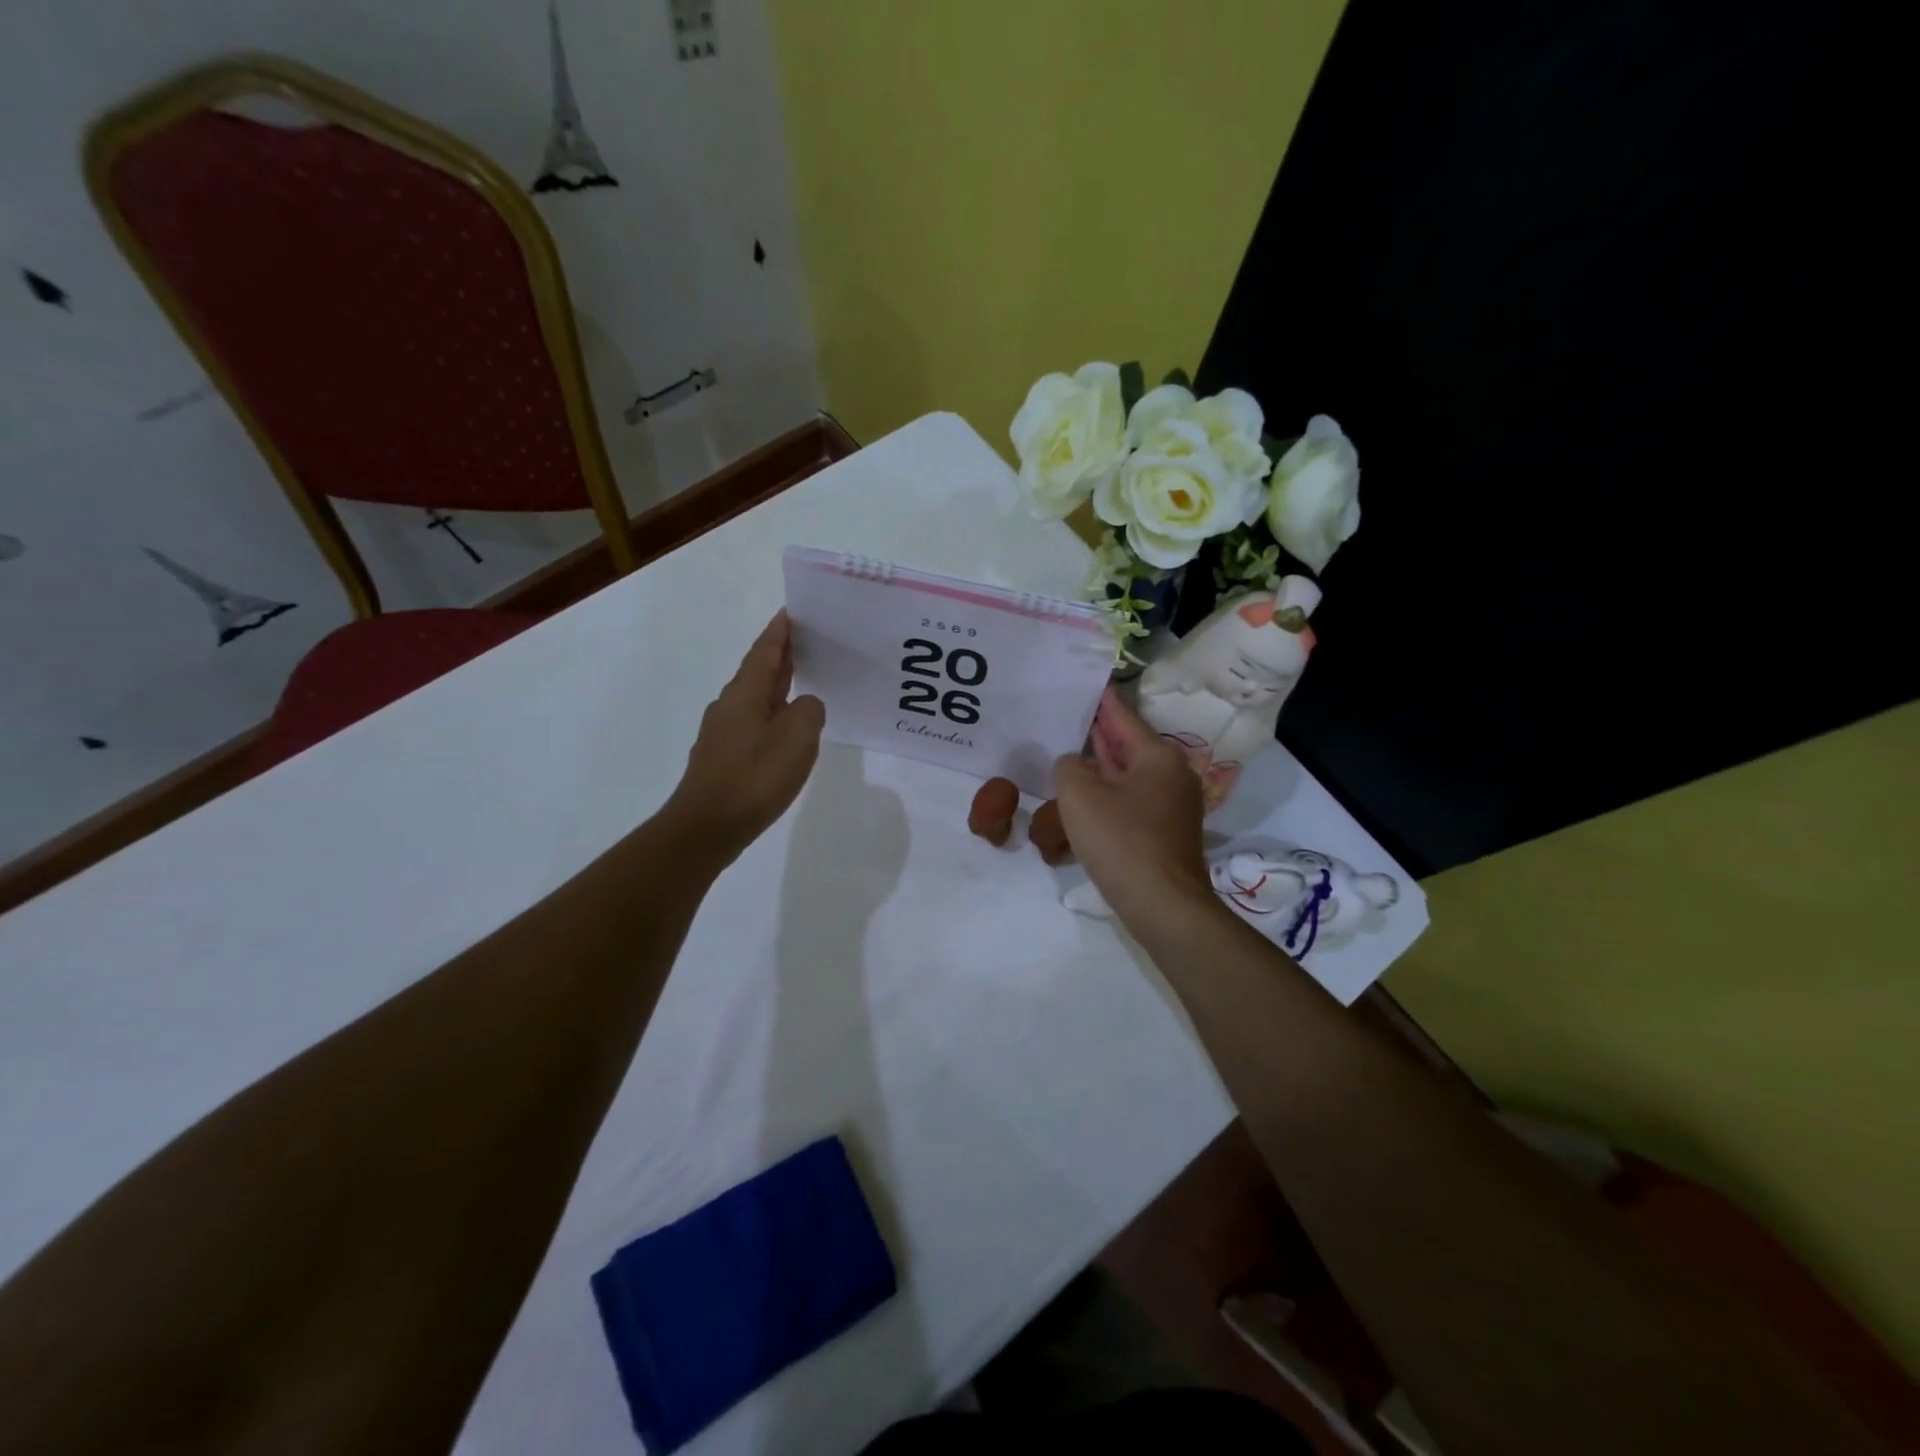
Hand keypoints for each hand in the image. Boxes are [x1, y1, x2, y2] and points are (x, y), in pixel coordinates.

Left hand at [666, 611, 824, 864]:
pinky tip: (786, 729)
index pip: (765, 651)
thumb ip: (810, 710)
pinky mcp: (723, 757)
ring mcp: (723, 732)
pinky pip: (754, 723)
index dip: (779, 631)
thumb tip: (805, 706)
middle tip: (807, 641)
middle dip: (781, 655)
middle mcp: (730, 705)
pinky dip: (772, 714)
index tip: (791, 612)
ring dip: (777, 686)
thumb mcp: (798, 736)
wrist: (708, 826)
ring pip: (755, 698)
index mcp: (745, 692)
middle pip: (758, 671)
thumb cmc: (755, 775)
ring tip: (803, 681)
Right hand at [1053, 688, 1218, 941]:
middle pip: (1128, 744)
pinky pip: (1131, 800)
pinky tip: (1083, 796)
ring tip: (1068, 751)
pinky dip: (1108, 792)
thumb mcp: (1080, 795)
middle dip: (1098, 733)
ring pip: (1128, 775)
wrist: (1163, 905)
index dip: (1101, 699)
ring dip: (1100, 765)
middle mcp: (1171, 775)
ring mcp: (1171, 806)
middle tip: (1068, 714)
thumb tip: (1074, 764)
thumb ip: (1069, 767)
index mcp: (1158, 756)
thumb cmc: (1122, 841)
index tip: (1088, 680)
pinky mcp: (1164, 833)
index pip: (1123, 716)